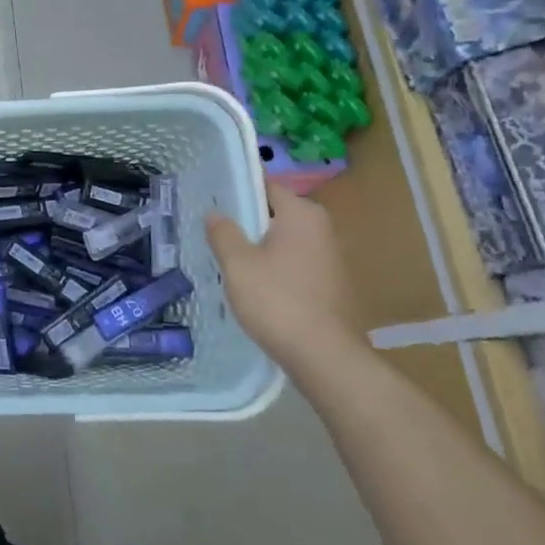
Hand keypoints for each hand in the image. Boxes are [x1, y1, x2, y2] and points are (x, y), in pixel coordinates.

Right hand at [207, 189, 366, 371]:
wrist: (325, 357)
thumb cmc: (278, 301)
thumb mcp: (237, 264)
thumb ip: (223, 233)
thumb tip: (215, 212)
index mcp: (302, 214)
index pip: (265, 186)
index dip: (236, 191)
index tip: (211, 201)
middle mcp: (323, 229)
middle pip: (275, 215)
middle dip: (246, 223)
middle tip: (213, 233)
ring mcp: (332, 258)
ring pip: (285, 242)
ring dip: (260, 248)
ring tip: (229, 261)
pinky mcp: (333, 285)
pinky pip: (296, 265)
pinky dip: (276, 269)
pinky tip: (255, 287)